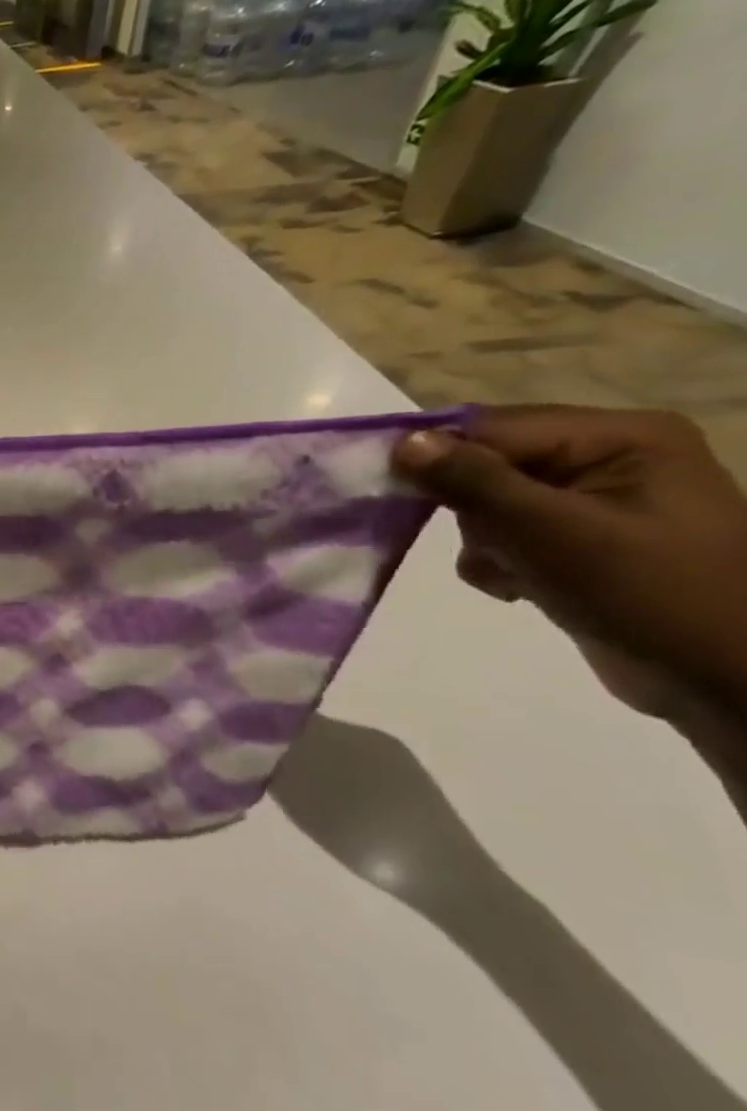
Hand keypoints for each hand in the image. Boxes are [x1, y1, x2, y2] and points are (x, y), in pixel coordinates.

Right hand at [392, 406, 746, 720]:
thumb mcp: (548, 532)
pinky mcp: (582, 539)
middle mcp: (610, 456)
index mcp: (620, 436)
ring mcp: (597, 500)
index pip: (492, 427)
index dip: (439, 458)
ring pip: (489, 503)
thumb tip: (401, 442)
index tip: (396, 498)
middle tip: (491, 546)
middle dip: (470, 510)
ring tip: (514, 573)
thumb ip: (472, 481)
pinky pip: (507, 533)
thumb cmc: (646, 595)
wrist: (724, 683)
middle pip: (488, 463)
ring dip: (482, 541)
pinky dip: (497, 561)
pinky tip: (520, 586)